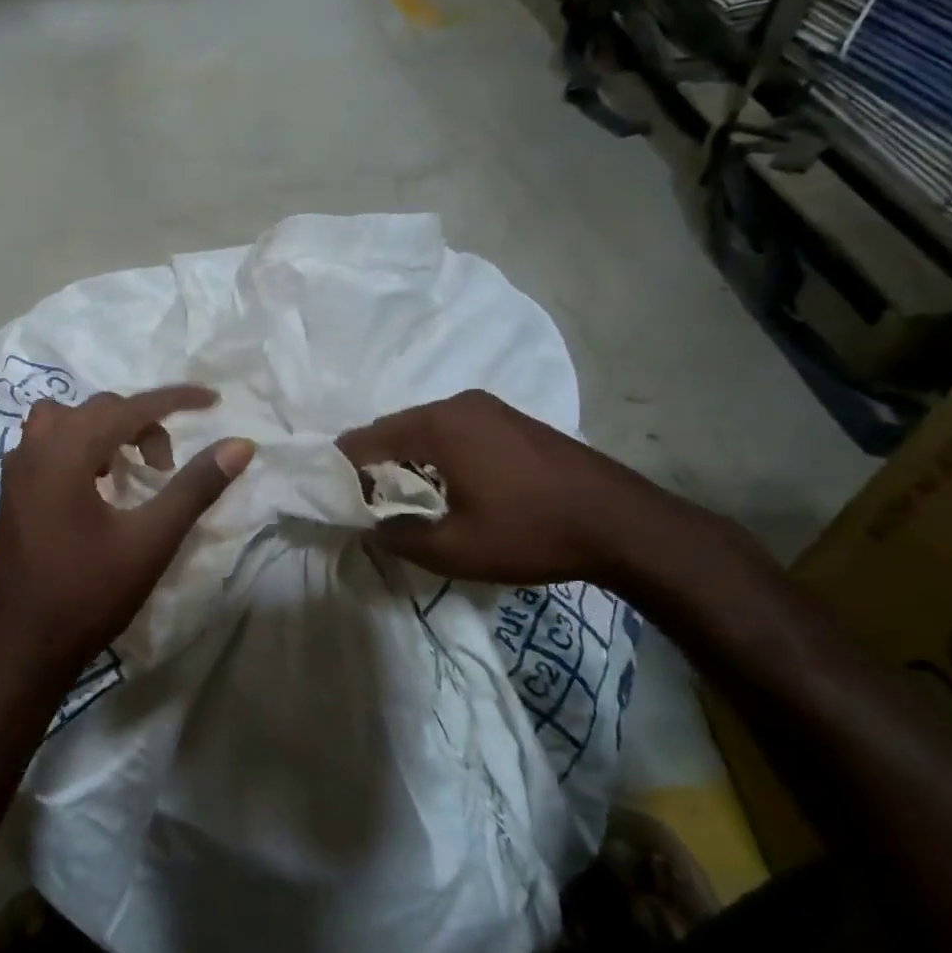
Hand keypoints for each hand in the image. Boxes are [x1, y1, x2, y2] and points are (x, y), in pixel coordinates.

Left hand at [0, 386, 255, 686]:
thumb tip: (240, 445)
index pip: (130, 407)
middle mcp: (35, 448)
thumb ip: (196, 487)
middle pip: (98, 409)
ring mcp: (16, 471)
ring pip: (67, 422)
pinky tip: (98, 488)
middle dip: (142, 424)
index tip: (214, 401)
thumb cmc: (88, 594)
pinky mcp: (11, 493)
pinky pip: (48, 446)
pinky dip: (80, 448)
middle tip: (167, 466)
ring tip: (130, 469)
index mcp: (65, 451)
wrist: (22, 648)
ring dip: (105, 432)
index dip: (176, 400)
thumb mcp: (151, 540)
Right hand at [336, 389, 680, 587]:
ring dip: (405, 458)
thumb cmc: (530, 532)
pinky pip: (453, 430)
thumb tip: (369, 527)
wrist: (622, 523)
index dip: (342, 468)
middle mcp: (458, 404)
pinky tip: (443, 484)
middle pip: (394, 428)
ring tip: (399, 497)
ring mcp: (489, 408)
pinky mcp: (511, 420)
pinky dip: (434, 453)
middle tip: (362, 502)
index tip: (330, 496)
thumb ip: (399, 536)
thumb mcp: (454, 549)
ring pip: (424, 428)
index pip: (366, 439)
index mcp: (438, 426)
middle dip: (373, 462)